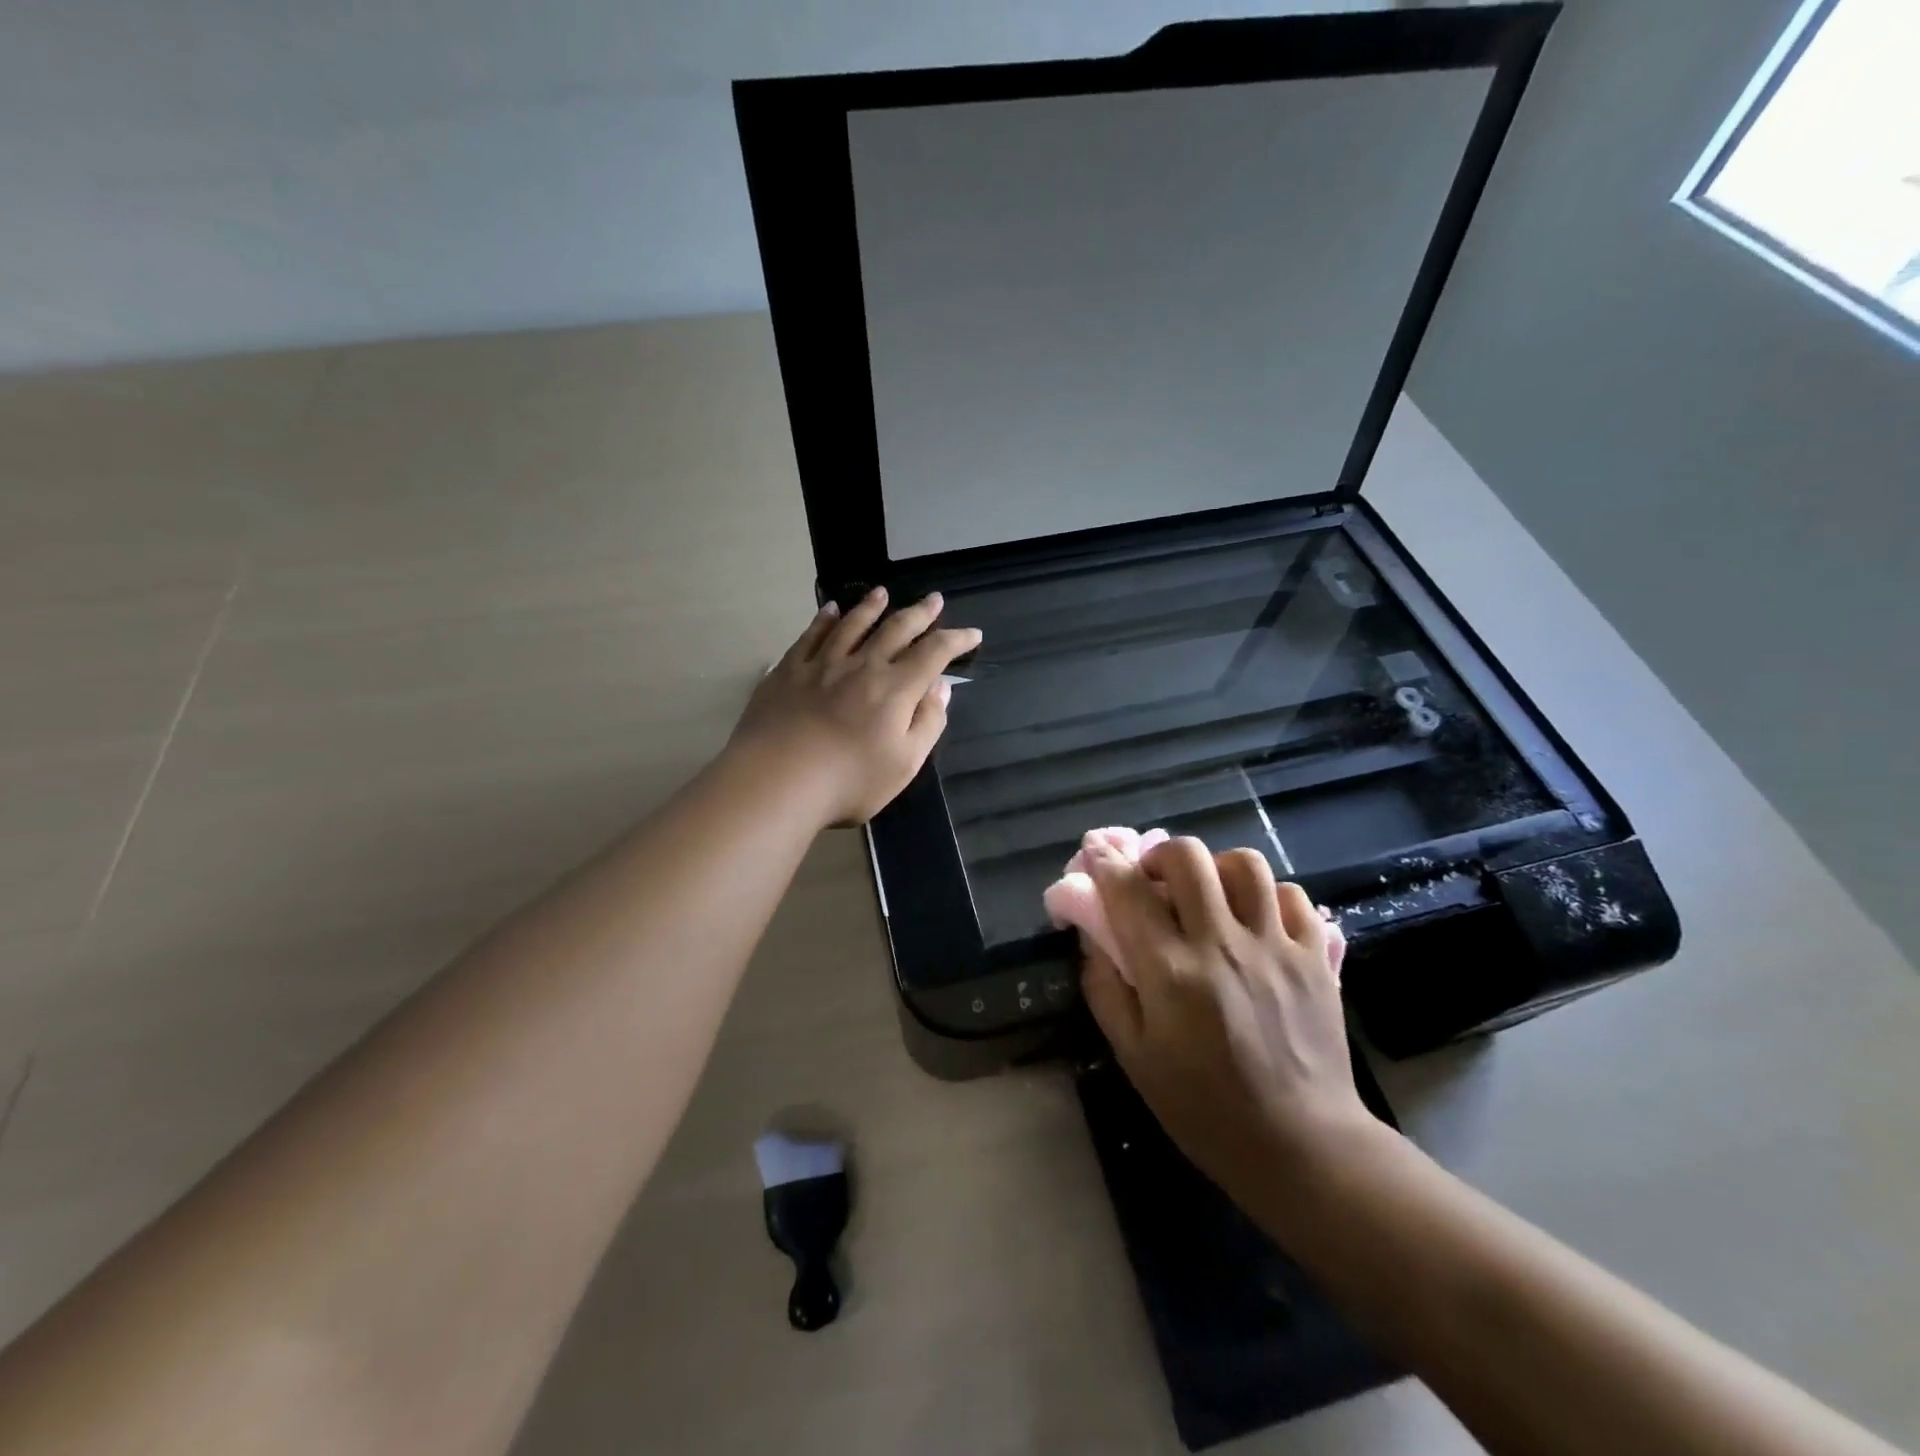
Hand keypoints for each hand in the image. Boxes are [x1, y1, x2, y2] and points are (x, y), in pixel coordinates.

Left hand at [729, 588, 980, 825]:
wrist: (777, 781)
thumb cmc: (849, 781)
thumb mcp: (905, 764)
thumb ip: (928, 723)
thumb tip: (940, 688)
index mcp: (895, 689)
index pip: (934, 653)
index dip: (956, 640)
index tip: (972, 634)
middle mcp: (862, 666)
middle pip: (896, 630)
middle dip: (919, 613)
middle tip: (933, 599)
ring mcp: (822, 665)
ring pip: (852, 625)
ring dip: (871, 607)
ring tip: (883, 593)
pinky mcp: (788, 671)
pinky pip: (811, 636)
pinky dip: (824, 620)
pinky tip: (830, 611)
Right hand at [1078, 837, 1379, 1200]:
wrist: (1301, 1146)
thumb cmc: (1203, 1108)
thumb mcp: (1134, 1057)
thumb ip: (1105, 990)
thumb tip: (1093, 938)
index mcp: (1170, 973)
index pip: (1128, 891)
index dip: (1105, 861)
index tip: (1096, 849)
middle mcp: (1221, 945)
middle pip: (1188, 857)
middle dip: (1161, 855)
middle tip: (1156, 880)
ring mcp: (1275, 946)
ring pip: (1245, 864)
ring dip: (1216, 869)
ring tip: (1210, 895)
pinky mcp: (1316, 957)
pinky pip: (1292, 896)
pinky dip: (1267, 897)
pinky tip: (1256, 920)